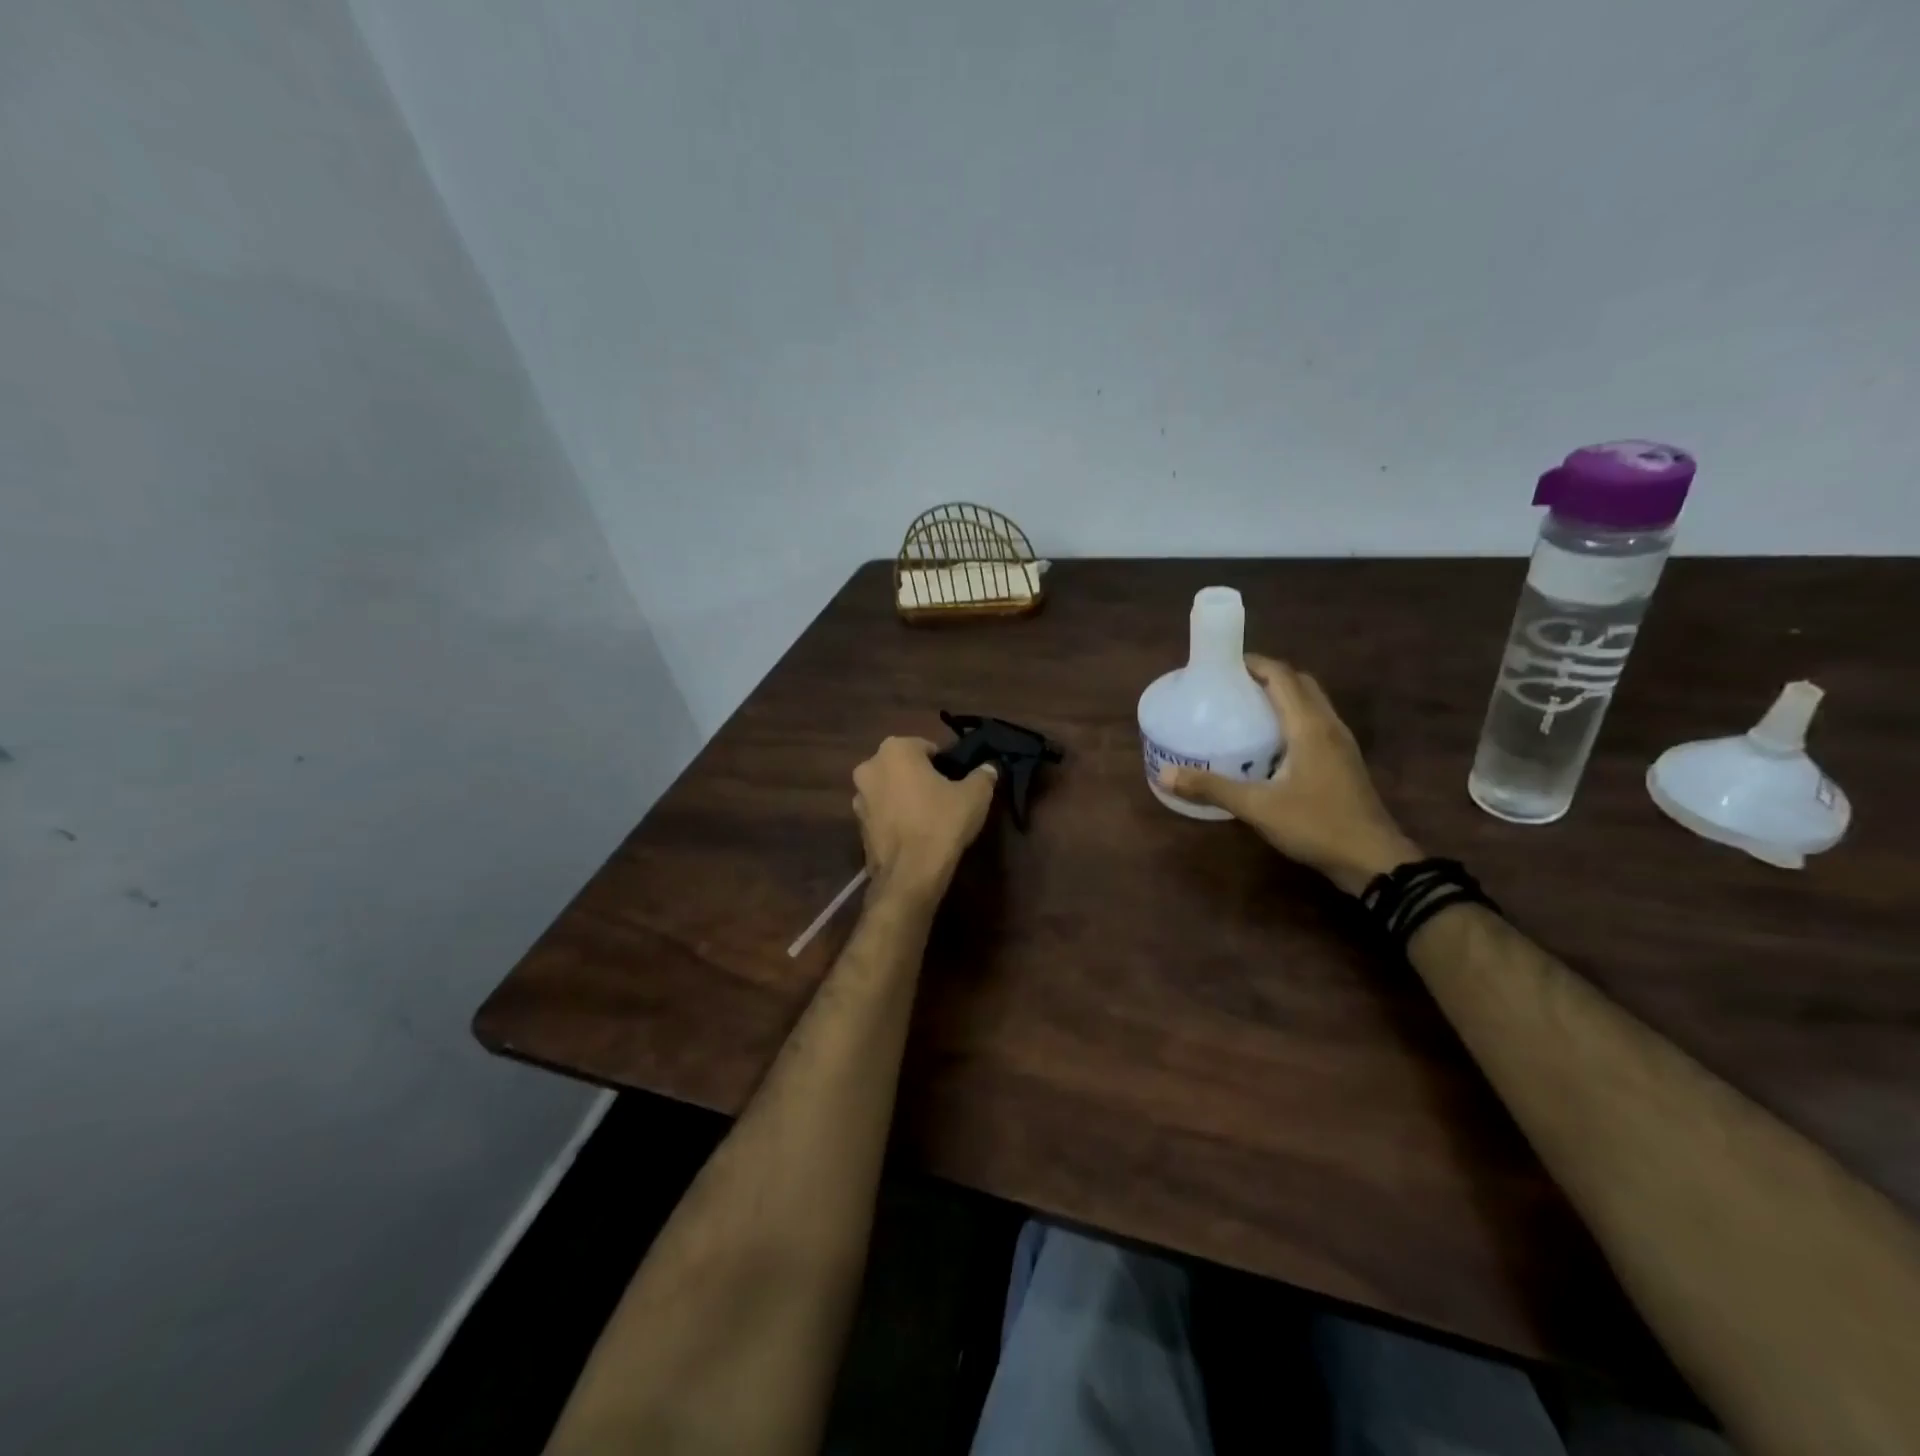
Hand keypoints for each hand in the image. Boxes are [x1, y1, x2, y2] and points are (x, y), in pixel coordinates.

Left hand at [853, 737, 997, 902]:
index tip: (956, 782)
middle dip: (920, 778)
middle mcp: (870, 767)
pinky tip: (914, 834)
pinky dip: (895, 818)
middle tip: (944, 797)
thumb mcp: (975, 795)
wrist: (910, 873)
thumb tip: (988, 768)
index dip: (944, 764)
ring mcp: (858, 798)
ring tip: (928, 818)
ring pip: (889, 790)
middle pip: (903, 767)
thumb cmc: (942, 822)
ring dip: (905, 797)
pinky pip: (882, 813)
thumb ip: (983, 775)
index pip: (926, 748)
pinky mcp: (858, 826)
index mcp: (895, 749)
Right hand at [1159, 656, 1419, 895]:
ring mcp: (1341, 744)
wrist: (1373, 860)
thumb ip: (1212, 788)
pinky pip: (1316, 723)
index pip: (1282, 676)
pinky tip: (1270, 743)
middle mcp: (1329, 726)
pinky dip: (1293, 718)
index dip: (1254, 663)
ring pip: (1312, 703)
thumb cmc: (1316, 825)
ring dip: (1282, 696)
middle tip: (1232, 686)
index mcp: (1309, 726)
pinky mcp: (1344, 762)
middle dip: (1268, 676)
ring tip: (1246, 709)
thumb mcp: (1257, 807)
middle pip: (1300, 683)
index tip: (1222, 665)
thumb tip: (1165, 775)